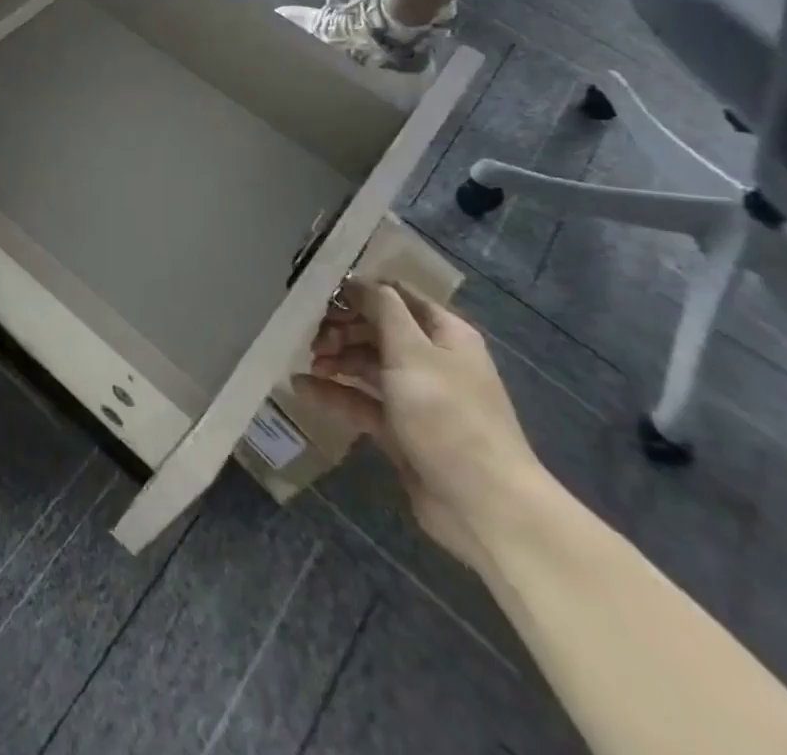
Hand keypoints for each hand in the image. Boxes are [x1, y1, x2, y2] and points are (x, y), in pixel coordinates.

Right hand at [294, 285, 543, 569]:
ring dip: (337, 359)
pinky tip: (302, 389)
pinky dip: (335, 394)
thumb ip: (383, 310)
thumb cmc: (447, 415)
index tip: (321, 295)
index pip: (396, 296)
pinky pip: (362, 402)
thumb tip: (360, 282)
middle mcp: (431, 359)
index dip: (360, 291)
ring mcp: (416, 397)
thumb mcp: (412, 351)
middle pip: (378, 330)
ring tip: (310, 364)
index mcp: (444, 333)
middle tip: (312, 337)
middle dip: (343, 328)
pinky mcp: (401, 430)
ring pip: (368, 365)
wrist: (483, 505)